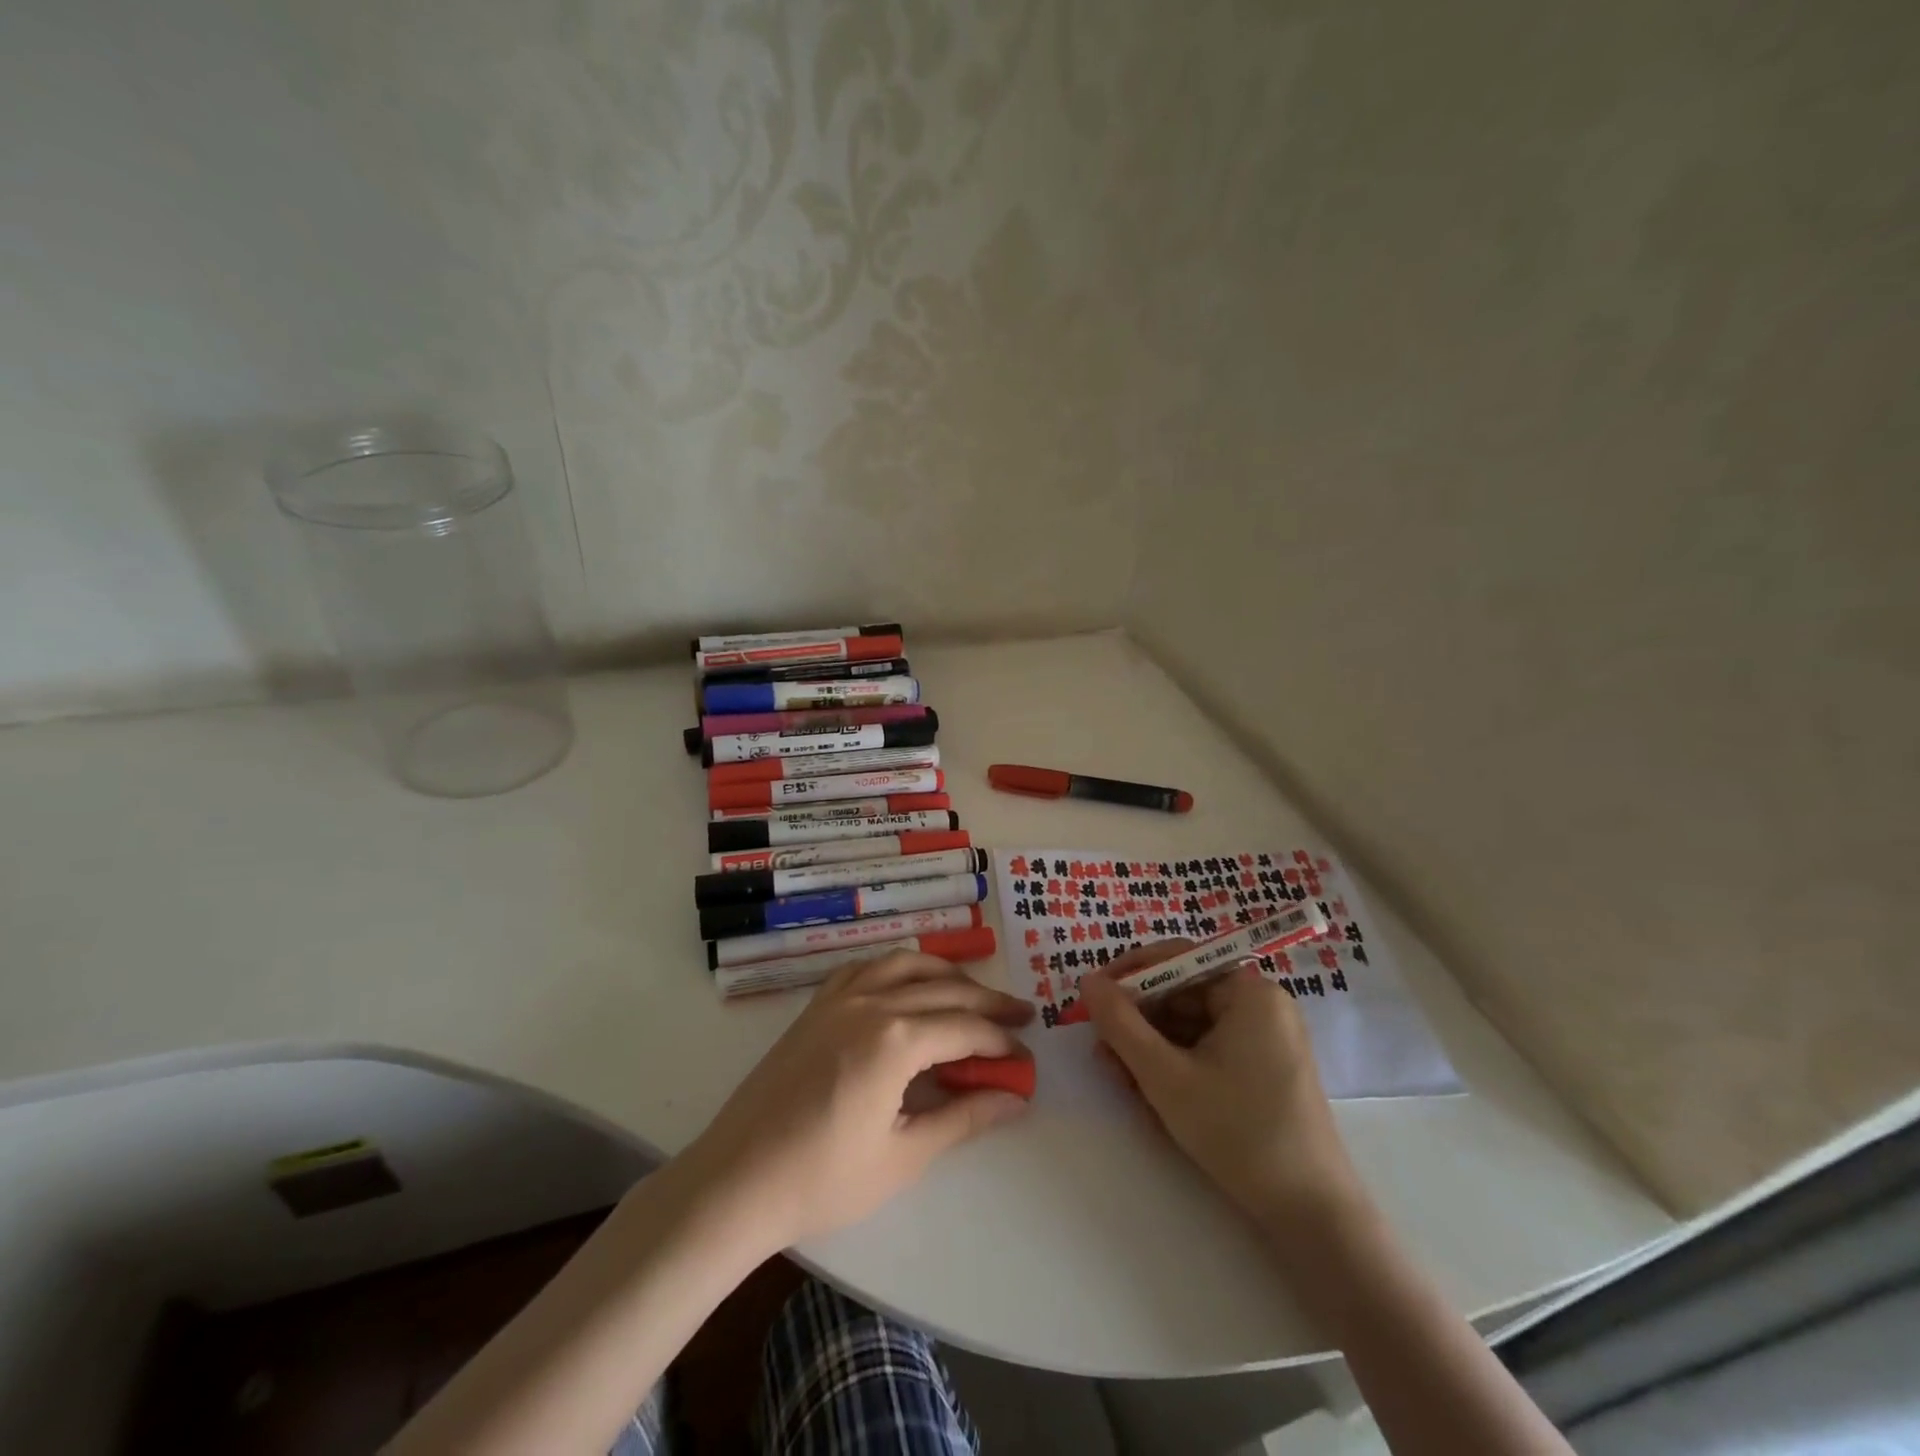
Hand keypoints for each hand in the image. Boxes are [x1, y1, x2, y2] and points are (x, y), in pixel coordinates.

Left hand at [683, 952, 1033, 1251]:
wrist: (736, 1180)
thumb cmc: (822, 1179)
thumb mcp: (903, 1156)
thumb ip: (963, 1118)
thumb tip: (1014, 1098)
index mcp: (895, 1039)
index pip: (965, 1028)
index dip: (1000, 1043)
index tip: (1026, 1058)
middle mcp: (871, 1002)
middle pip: (944, 989)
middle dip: (987, 1002)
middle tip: (1020, 1017)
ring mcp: (839, 998)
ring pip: (905, 964)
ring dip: (945, 974)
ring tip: (972, 991)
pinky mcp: (816, 1005)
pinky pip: (866, 967)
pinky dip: (897, 968)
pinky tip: (906, 985)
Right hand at [1080, 943, 1362, 1232]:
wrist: (1312, 1214)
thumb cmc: (1237, 1132)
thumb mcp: (1165, 1076)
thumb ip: (1120, 1024)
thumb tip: (1088, 981)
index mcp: (1247, 991)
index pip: (1176, 959)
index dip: (1129, 974)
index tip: (1091, 996)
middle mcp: (1260, 1004)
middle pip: (1182, 994)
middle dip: (1138, 1021)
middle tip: (1101, 1050)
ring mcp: (1265, 1038)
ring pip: (1191, 1026)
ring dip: (1151, 1048)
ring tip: (1119, 1080)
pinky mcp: (1263, 1069)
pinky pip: (1208, 1050)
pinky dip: (1176, 1065)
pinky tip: (1150, 1094)